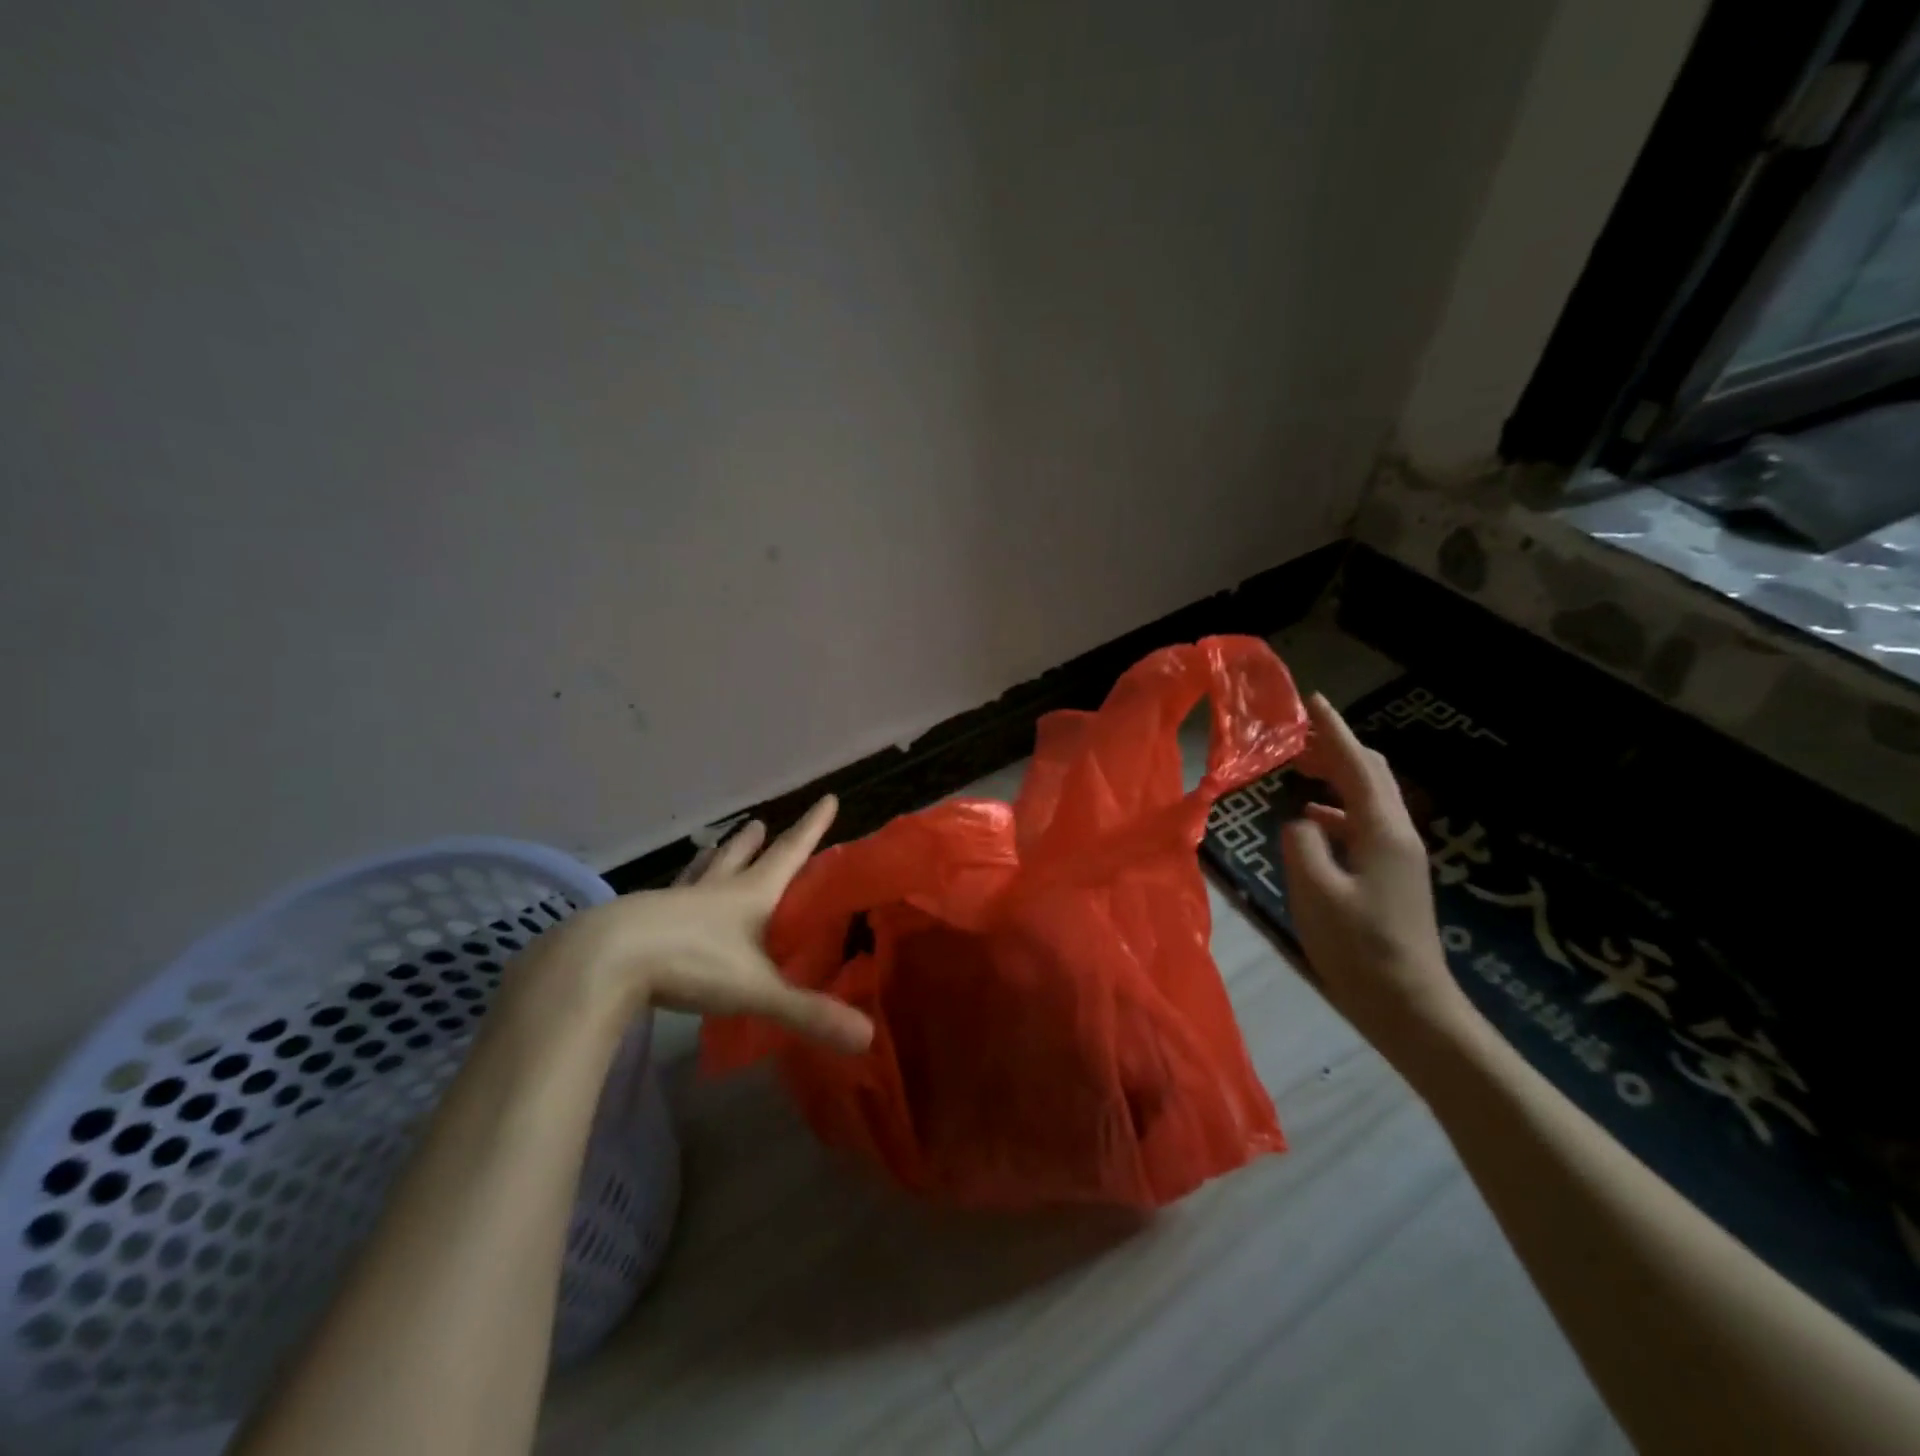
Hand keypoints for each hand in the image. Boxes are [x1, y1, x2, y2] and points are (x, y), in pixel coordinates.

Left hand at [525, 796, 873, 1053]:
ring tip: (720, 841)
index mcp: (750, 896)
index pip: (790, 854)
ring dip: (717, 856)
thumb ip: (809, 1013)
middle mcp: (715, 891)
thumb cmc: (691, 963)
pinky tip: (669, 895)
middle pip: (742, 858)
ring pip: (703, 871)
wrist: (604, 961)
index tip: (828, 798)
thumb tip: (868, 1038)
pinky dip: (679, 889)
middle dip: (757, 842)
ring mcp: (675, 903)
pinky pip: (671, 896)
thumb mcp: (757, 990)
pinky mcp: (643, 920)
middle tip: (762, 823)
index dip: (812, 828)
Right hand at [1279, 694, 1475, 1065]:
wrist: (1410, 1006)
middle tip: (1296, 733)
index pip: (1357, 766)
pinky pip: (1362, 823)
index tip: (1312, 700)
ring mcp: (1398, 856)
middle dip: (1335, 747)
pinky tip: (1311, 818)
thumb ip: (1300, 844)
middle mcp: (1397, 834)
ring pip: (1367, 797)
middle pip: (1370, 774)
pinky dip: (1336, 808)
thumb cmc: (1360, 948)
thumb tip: (1299, 821)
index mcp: (1383, 832)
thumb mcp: (1315, 892)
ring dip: (1335, 775)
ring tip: (1297, 767)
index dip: (1333, 731)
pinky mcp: (1391, 875)